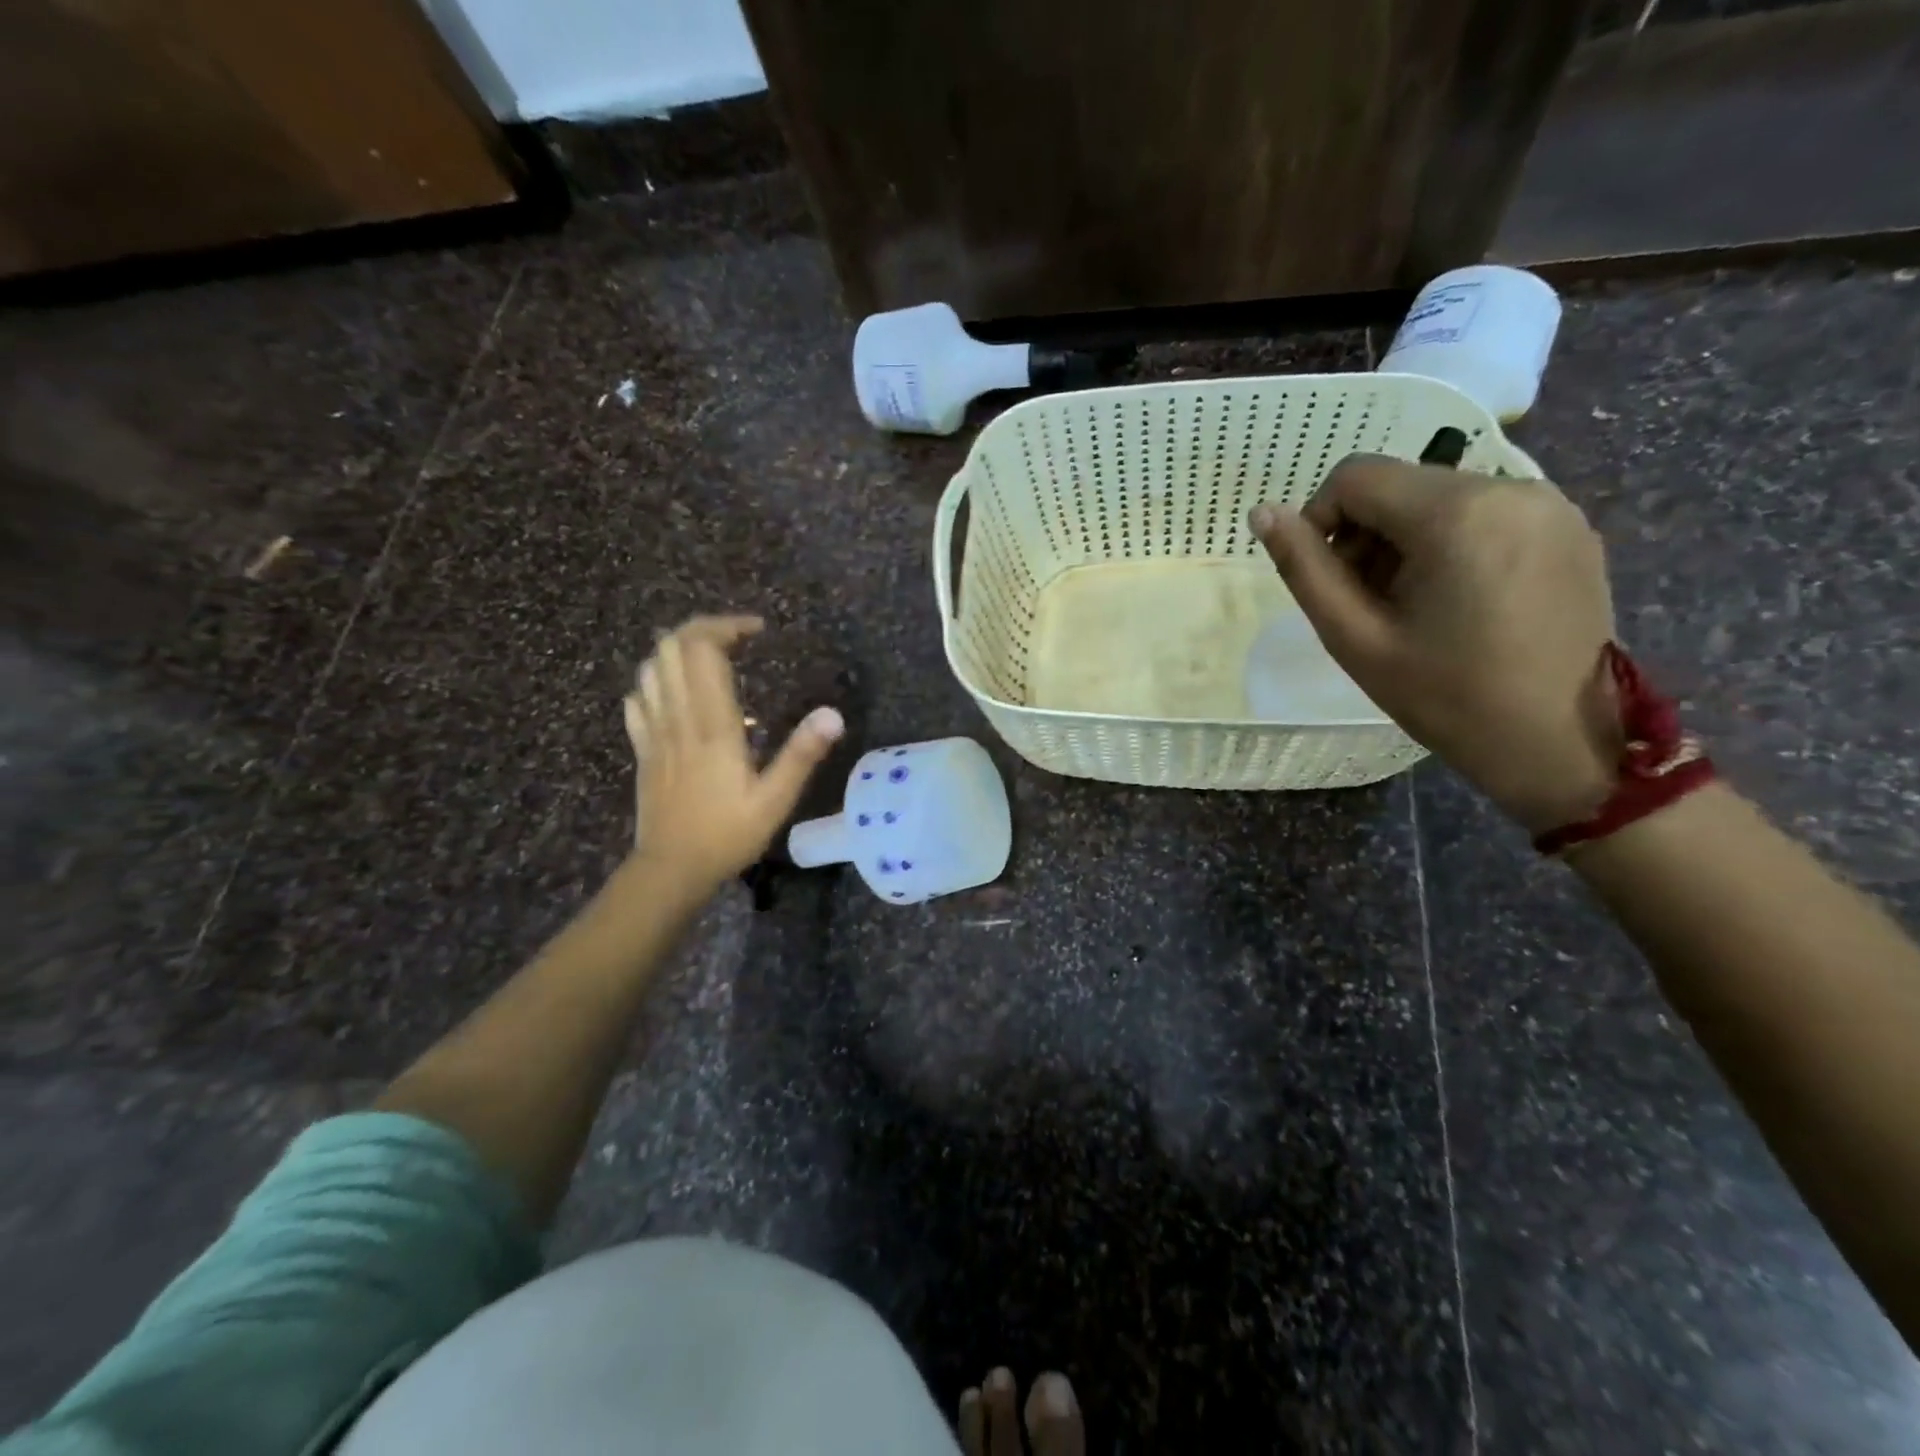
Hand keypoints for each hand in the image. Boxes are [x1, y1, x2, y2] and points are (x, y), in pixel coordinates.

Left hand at [622, 614, 843, 891]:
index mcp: (712, 724)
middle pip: (672, 646)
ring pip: (652, 667)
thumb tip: (832, 714)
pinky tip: (676, 694)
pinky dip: (657, 682)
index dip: (727, 627)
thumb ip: (801, 754)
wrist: (671, 869)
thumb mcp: (775, 800)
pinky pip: (638, 698)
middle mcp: (678, 717)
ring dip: (679, 651)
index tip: (757, 631)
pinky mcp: (642, 748)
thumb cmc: (727, 834)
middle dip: (702, 629)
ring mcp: (654, 731)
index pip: (704, 650)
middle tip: (736, 640)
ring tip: (711, 660)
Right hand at [1250, 455, 1621, 832]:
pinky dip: (1451, 544)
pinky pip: (1484, 513)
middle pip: (1399, 485)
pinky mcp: (1570, 527)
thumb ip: (1304, 569)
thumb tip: (1262, 513)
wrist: (1560, 744)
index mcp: (1457, 512)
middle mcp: (1511, 487)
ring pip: (1440, 497)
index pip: (1355, 476)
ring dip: (1405, 541)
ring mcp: (1550, 505)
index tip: (1328, 579)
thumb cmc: (1446, 698)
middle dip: (1366, 535)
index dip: (1320, 521)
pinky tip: (1458, 601)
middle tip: (1367, 604)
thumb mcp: (1355, 638)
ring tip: (1413, 607)